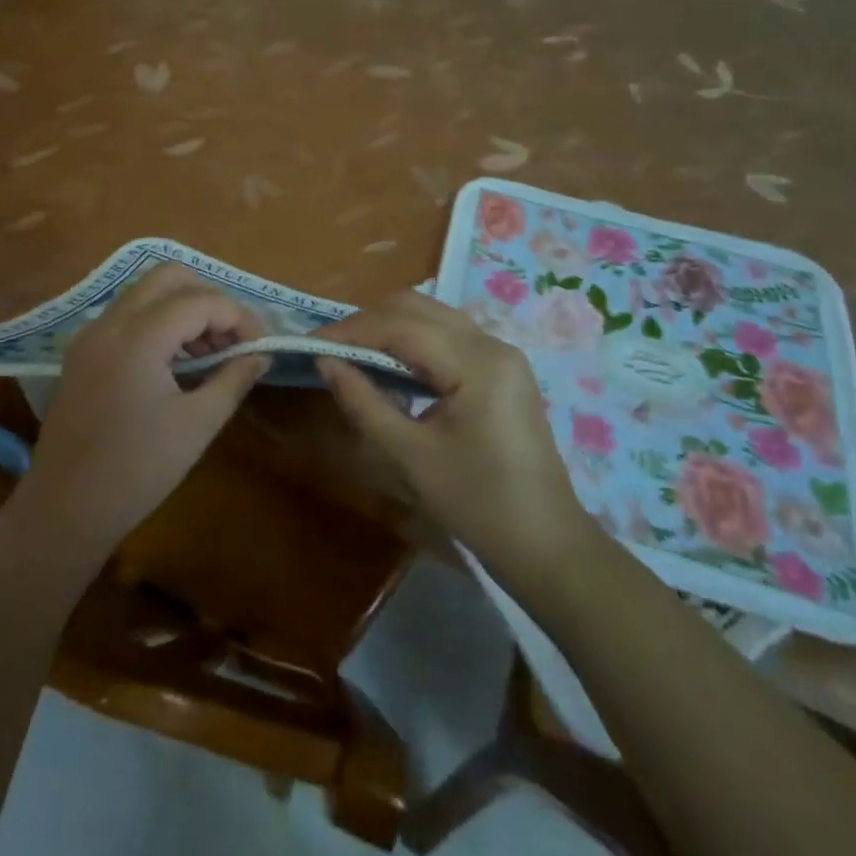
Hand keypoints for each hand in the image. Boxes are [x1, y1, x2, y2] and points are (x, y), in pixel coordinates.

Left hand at [17, 265, 269, 556]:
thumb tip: (260, 354)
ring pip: (145, 293)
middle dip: (209, 298)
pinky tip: (176, 361)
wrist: (65, 509)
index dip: (238, 317)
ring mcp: (91, 335)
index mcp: (137, 338)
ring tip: (211, 352)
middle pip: (168, 278)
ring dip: (183, 308)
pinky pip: (127, 316)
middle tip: (233, 338)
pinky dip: (158, 322)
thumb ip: (233, 378)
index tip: (260, 345)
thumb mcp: (197, 424)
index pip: (199, 301)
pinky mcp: (82, 353)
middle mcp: (110, 323)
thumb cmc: (138, 470)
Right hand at [315, 290, 595, 570]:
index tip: (308, 344)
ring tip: (351, 354)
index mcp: (477, 362)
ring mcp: (501, 355)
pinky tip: (389, 366)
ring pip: (432, 317)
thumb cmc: (478, 505)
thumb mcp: (410, 456)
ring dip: (388, 328)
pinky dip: (411, 342)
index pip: (401, 326)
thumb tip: (325, 362)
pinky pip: (447, 337)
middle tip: (329, 350)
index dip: (350, 331)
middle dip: (367, 323)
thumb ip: (363, 402)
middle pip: (417, 308)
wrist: (546, 547)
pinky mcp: (501, 370)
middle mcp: (492, 344)